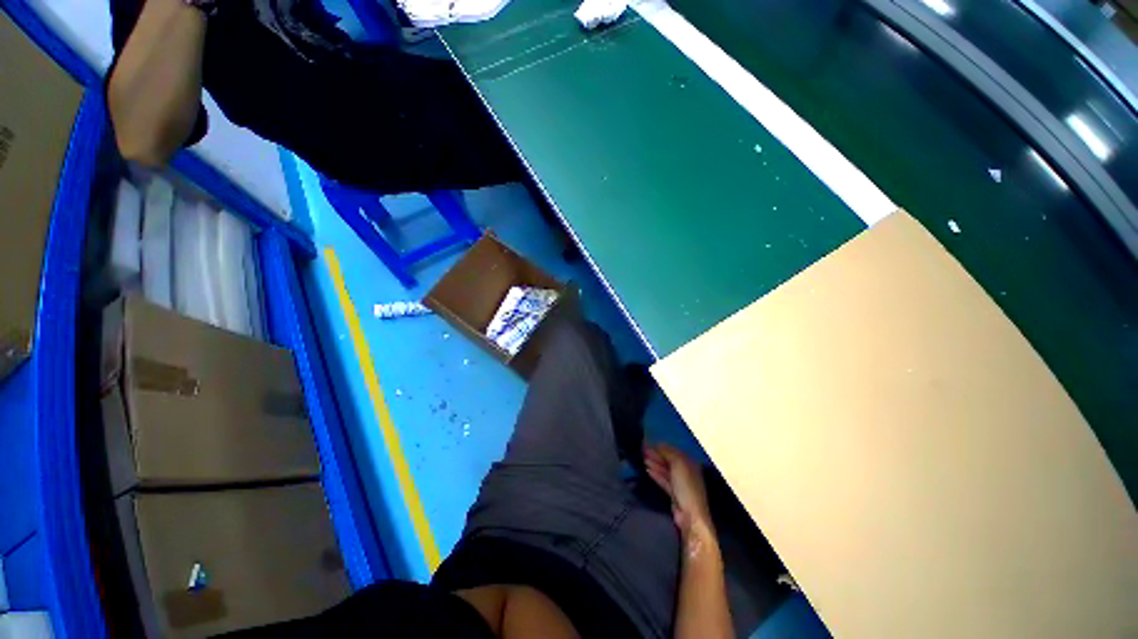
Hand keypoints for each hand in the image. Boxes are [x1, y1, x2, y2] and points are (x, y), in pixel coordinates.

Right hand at [644, 444, 713, 540]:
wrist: (690, 515)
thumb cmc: (686, 486)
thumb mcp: (678, 464)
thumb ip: (668, 452)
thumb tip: (658, 444)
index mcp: (689, 463)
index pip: (673, 451)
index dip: (660, 447)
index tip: (647, 443)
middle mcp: (686, 472)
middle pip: (668, 461)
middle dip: (656, 455)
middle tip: (641, 450)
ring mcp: (680, 484)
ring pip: (665, 470)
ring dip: (654, 464)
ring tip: (642, 458)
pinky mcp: (674, 494)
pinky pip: (663, 480)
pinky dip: (656, 474)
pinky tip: (647, 470)